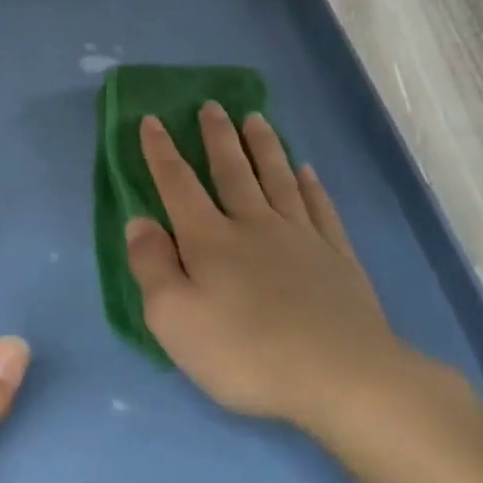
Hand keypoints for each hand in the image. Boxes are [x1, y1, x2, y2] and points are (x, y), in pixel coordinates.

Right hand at [125, 105, 415, 433]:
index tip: (152, 119)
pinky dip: (310, 185)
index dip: (161, 151)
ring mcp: (300, 238)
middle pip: (232, 170)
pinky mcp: (336, 257)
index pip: (177, 184)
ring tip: (256, 118)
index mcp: (209, 239)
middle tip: (212, 105)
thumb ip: (151, 266)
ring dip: (264, 146)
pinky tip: (307, 171)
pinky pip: (319, 208)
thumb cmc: (245, 352)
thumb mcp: (173, 318)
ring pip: (277, 178)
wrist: (342, 378)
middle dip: (218, 136)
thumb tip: (140, 221)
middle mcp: (253, 225)